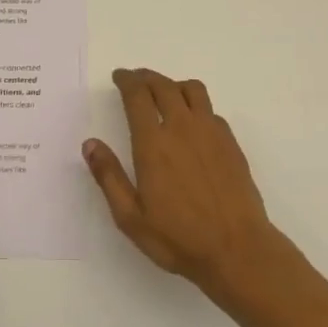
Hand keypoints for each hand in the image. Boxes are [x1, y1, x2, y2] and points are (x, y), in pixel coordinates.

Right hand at [82, 68, 292, 301]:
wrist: (237, 249)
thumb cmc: (179, 238)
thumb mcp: (130, 217)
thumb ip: (109, 176)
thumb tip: (90, 144)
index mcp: (153, 143)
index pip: (138, 96)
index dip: (127, 81)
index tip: (119, 76)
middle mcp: (182, 128)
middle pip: (163, 86)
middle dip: (146, 77)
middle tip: (136, 79)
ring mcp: (211, 133)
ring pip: (192, 90)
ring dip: (174, 84)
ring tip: (164, 92)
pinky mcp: (230, 143)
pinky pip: (211, 110)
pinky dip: (196, 104)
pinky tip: (192, 122)